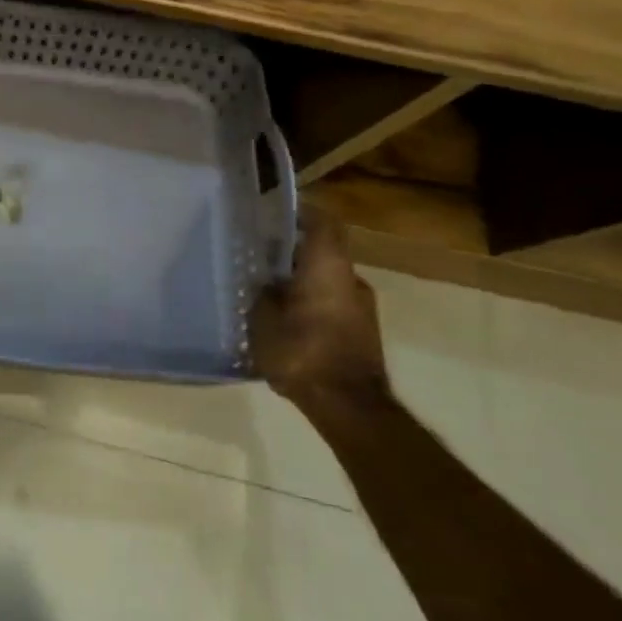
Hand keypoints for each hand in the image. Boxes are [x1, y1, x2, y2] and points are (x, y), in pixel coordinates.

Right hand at [252, 208, 389, 407]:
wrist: (348, 407)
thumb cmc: (302, 351)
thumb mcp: (263, 319)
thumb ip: (263, 293)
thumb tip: (266, 282)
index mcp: (329, 266)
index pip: (322, 222)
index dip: (300, 213)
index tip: (273, 215)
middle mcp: (351, 279)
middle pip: (323, 252)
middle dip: (293, 252)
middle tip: (259, 256)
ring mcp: (362, 308)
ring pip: (327, 280)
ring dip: (301, 281)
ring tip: (267, 291)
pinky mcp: (362, 333)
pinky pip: (332, 304)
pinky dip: (310, 303)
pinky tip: (285, 320)